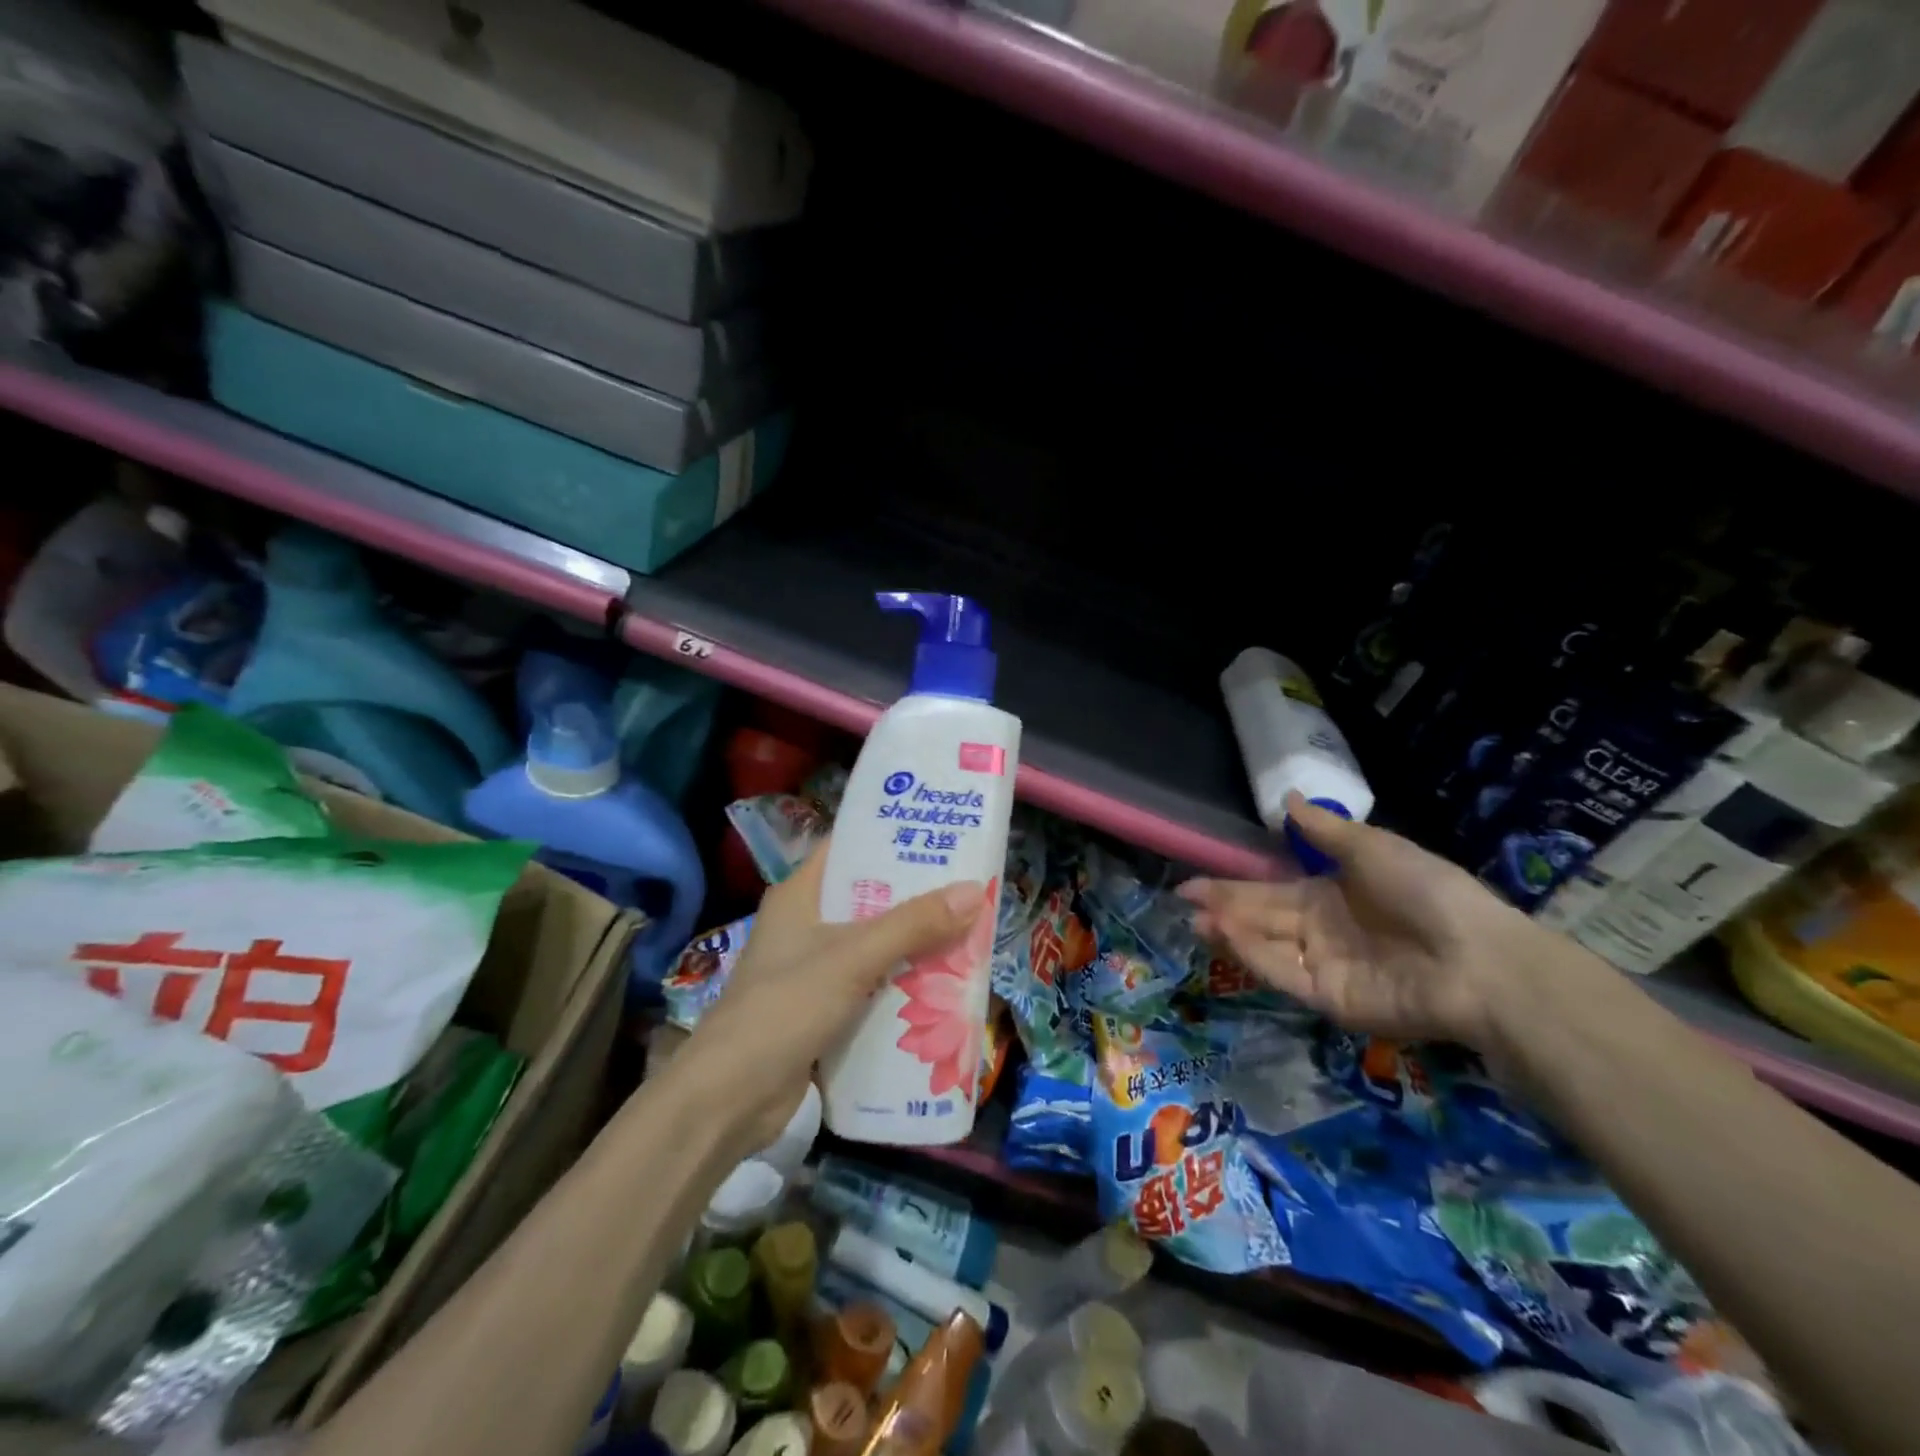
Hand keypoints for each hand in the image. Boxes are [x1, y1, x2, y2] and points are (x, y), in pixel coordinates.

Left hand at [683, 842, 990, 1155]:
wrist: (729, 1099)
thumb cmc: (785, 1007)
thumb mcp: (853, 957)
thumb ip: (913, 925)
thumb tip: (974, 891)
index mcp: (800, 895)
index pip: (848, 850)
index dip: (890, 839)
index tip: (939, 835)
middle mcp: (806, 925)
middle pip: (869, 900)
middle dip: (916, 899)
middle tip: (969, 888)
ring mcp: (813, 970)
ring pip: (874, 946)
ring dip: (914, 946)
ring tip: (968, 933)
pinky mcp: (822, 1010)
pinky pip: (872, 986)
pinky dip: (902, 985)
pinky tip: (942, 986)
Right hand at [1178, 794, 1540, 1048]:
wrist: (1476, 958)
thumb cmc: (1425, 891)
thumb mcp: (1372, 848)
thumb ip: (1323, 831)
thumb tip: (1285, 798)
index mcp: (1332, 895)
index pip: (1271, 890)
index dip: (1234, 886)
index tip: (1196, 882)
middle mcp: (1322, 930)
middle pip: (1262, 917)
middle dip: (1223, 907)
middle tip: (1183, 899)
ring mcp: (1324, 966)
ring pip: (1266, 946)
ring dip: (1230, 932)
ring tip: (1195, 919)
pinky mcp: (1329, 999)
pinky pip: (1284, 973)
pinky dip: (1254, 955)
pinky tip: (1226, 934)